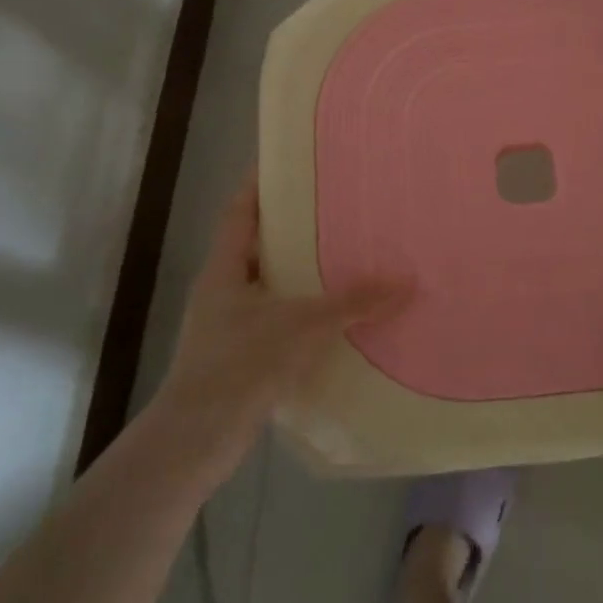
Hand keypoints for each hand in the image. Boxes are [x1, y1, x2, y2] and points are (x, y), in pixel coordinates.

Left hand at [148, 171, 412, 487]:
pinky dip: (303, 311)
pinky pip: (277, 319)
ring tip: (347, 256)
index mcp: (224, 269)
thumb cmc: (240, 365)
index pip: (240, 211)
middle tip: (338, 208)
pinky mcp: (241, 356)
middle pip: (259, 244)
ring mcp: (229, 325)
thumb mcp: (301, 326)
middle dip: (295, 227)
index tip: (293, 162)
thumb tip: (407, 282)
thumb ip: (353, 303)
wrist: (196, 441)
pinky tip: (337, 316)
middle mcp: (223, 290)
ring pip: (270, 284)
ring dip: (301, 273)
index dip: (261, 183)